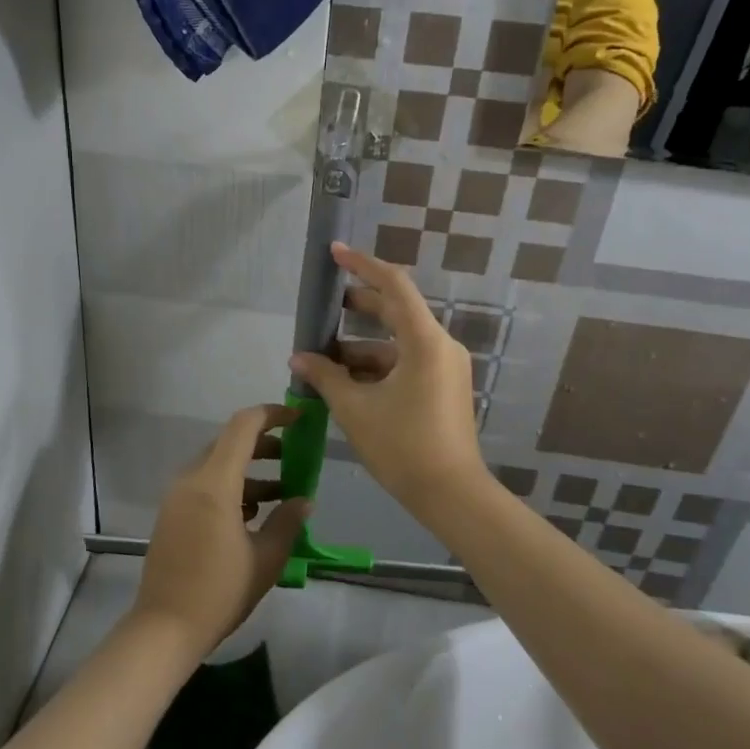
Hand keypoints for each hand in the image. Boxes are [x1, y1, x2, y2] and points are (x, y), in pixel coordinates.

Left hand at [132, 404, 310, 658]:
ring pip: (217, 465)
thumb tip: (304, 501)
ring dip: (248, 470)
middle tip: (293, 457)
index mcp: (214, 483)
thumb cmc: (219, 591)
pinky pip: (204, 485)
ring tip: (281, 492)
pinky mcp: (171, 514)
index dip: (272, 415)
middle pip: (229, 443)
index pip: (243, 427)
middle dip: (264, 444)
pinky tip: (252, 514)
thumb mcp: (266, 558)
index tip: (298, 420)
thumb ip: (288, 522)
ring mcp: (177, 497)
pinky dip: (230, 487)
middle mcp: (191, 480)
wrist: (164, 628)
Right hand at [288, 243, 485, 511]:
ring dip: (361, 346)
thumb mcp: (355, 409)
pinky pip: (406, 362)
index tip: (334, 253)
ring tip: (324, 358)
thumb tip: (298, 356)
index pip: (394, 286)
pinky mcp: (444, 387)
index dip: (362, 265)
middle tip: (324, 307)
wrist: (451, 495)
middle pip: (396, 311)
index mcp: (425, 341)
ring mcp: (445, 367)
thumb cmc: (402, 446)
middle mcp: (440, 345)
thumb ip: (324, 376)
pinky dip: (377, 366)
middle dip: (358, 306)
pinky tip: (346, 382)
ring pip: (397, 342)